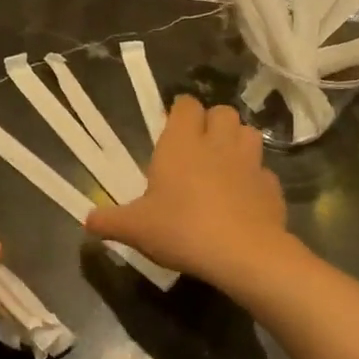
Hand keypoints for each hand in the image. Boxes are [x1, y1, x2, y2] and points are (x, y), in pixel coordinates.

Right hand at [85, 95, 290, 291]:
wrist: (242, 253)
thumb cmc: (181, 229)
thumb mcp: (135, 229)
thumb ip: (110, 221)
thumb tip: (87, 220)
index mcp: (182, 143)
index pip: (186, 105)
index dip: (180, 112)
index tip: (172, 127)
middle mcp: (218, 143)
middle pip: (222, 112)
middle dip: (212, 122)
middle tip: (198, 147)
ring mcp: (250, 162)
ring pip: (249, 134)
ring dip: (237, 142)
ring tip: (225, 164)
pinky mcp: (271, 186)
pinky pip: (263, 172)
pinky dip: (255, 179)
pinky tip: (244, 198)